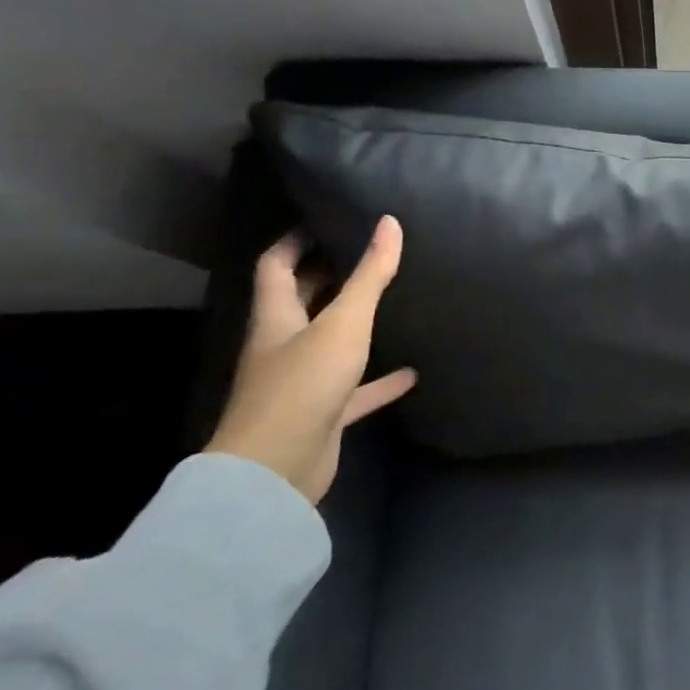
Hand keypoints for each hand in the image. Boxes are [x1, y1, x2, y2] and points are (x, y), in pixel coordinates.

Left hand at [206, 216, 415, 504]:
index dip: (295, 240)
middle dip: (328, 276)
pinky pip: (355, 390)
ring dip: (355, 326)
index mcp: (276, 317)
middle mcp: (284, 345)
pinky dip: (380, 380)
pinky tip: (412, 373)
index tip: (326, 219)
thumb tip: (389, 223)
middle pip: (301, 301)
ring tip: (392, 303)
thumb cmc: (304, 384)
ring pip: (329, 344)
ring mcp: (302, 382)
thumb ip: (370, 275)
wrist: (276, 470)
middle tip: (368, 253)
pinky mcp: (322, 414)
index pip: (276, 265)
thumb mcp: (344, 322)